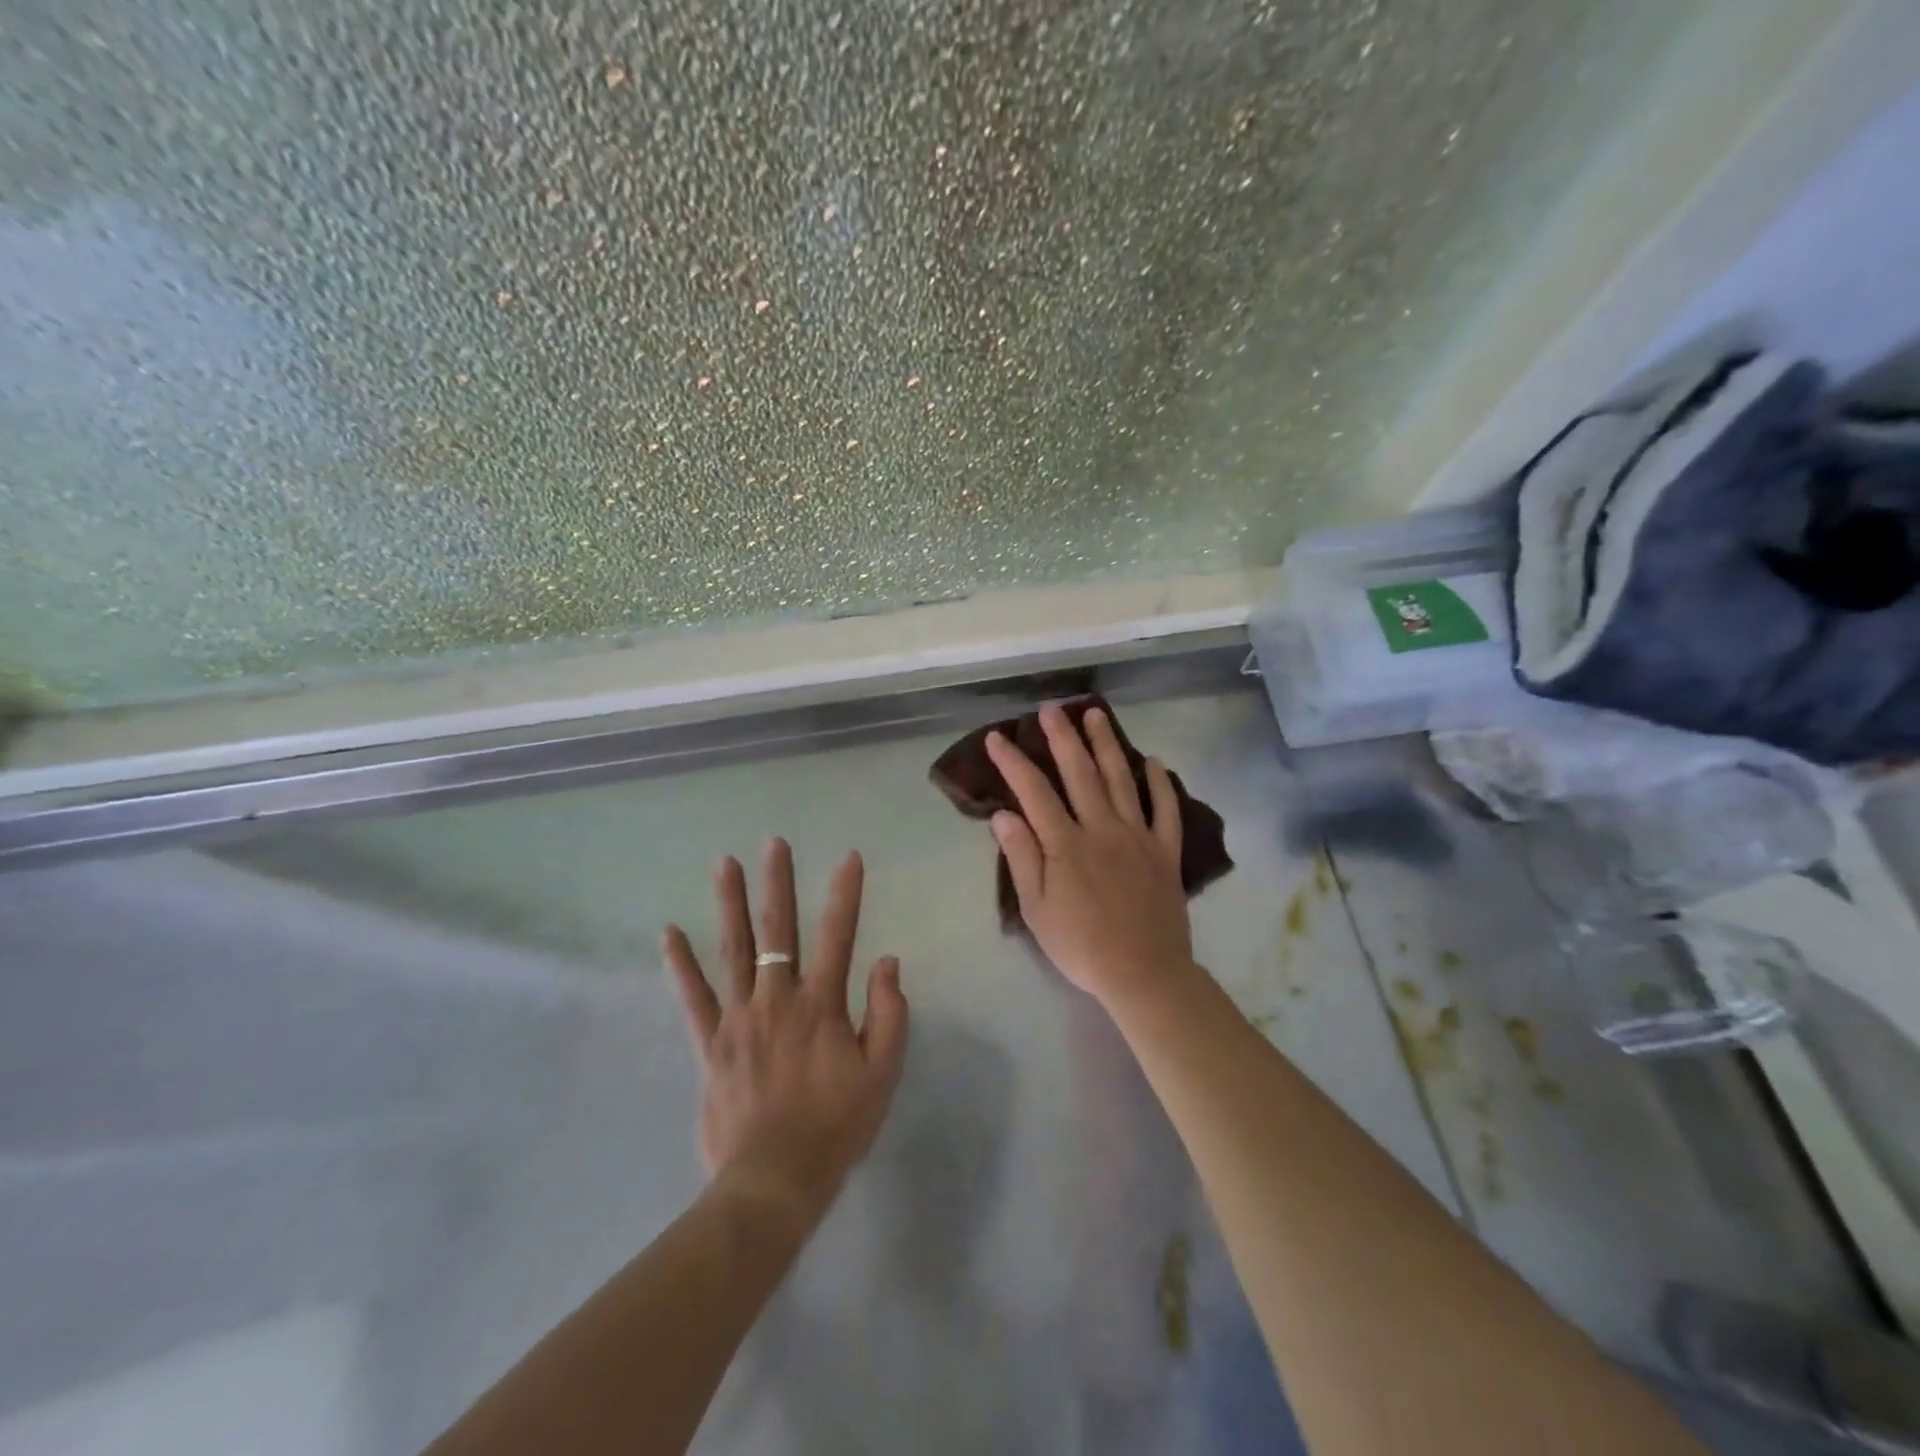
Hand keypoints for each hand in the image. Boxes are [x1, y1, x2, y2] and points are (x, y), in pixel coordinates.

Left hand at [664, 839, 908, 1230]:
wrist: (774, 1182)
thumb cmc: (836, 1127)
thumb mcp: (882, 1074)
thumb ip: (889, 1014)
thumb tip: (887, 961)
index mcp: (822, 1005)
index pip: (838, 935)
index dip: (845, 894)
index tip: (848, 857)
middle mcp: (778, 1000)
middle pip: (778, 931)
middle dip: (778, 883)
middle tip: (774, 843)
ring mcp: (739, 1019)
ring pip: (734, 951)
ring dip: (730, 905)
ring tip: (725, 864)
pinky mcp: (711, 1045)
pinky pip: (694, 999)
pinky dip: (681, 965)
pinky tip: (670, 933)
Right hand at [986, 704, 1198, 1010]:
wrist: (1144, 973)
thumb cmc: (1081, 946)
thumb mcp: (1037, 909)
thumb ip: (1022, 858)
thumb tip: (1004, 814)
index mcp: (1066, 844)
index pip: (1034, 792)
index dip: (1014, 761)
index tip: (998, 737)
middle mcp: (1102, 829)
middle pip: (1080, 773)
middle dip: (1062, 737)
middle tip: (1051, 708)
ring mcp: (1138, 837)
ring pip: (1121, 780)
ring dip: (1107, 745)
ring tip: (1096, 715)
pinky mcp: (1165, 851)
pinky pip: (1166, 810)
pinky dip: (1161, 784)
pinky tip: (1153, 762)